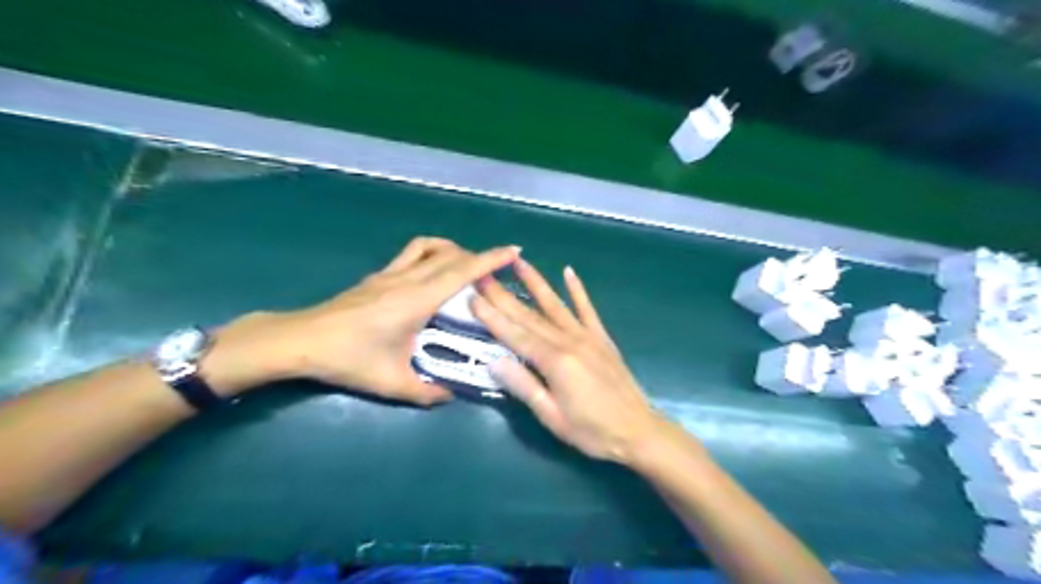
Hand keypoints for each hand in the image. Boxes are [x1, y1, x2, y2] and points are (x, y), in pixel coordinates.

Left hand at [213, 238, 520, 404]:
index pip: (461, 272)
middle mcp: (406, 279)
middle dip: (478, 256)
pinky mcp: (377, 276)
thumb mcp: (391, 383)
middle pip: (450, 255)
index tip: (513, 250)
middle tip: (496, 271)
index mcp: (417, 300)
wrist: (300, 341)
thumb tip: (450, 396)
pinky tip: (431, 275)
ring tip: (465, 267)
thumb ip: (426, 392)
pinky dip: (431, 254)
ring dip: (452, 250)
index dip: (490, 259)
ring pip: (428, 247)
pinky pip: (411, 254)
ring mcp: (389, 274)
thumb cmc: (348, 359)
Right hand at [470, 260, 667, 465]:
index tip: (473, 296)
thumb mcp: (552, 417)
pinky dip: (578, 290)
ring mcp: (587, 336)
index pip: (515, 334)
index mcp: (554, 362)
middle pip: (530, 315)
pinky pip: (587, 309)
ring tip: (518, 261)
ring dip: (536, 281)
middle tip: (483, 273)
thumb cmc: (592, 431)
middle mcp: (569, 341)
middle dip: (503, 294)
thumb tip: (494, 361)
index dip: (492, 316)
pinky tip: (569, 271)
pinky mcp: (601, 338)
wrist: (638, 430)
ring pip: (555, 304)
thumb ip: (524, 386)